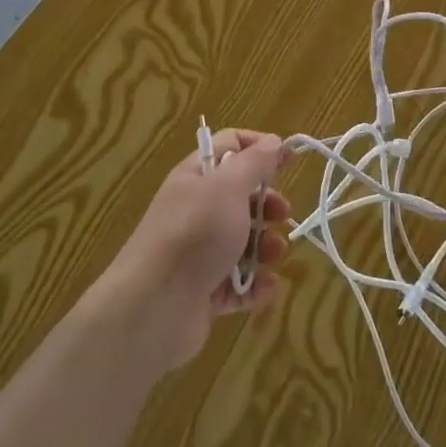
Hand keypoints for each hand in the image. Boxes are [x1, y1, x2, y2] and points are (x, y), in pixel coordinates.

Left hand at [95, 129, 291, 369]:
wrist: (154, 306)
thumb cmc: (195, 234)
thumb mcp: (228, 187)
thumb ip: (254, 162)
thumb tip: (273, 141)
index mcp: (196, 176)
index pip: (230, 146)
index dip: (260, 147)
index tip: (291, 159)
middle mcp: (196, 210)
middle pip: (240, 196)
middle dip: (267, 204)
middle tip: (282, 213)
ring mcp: (199, 252)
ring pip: (242, 241)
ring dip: (265, 246)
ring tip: (275, 255)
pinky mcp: (204, 290)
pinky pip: (238, 282)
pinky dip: (255, 284)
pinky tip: (266, 287)